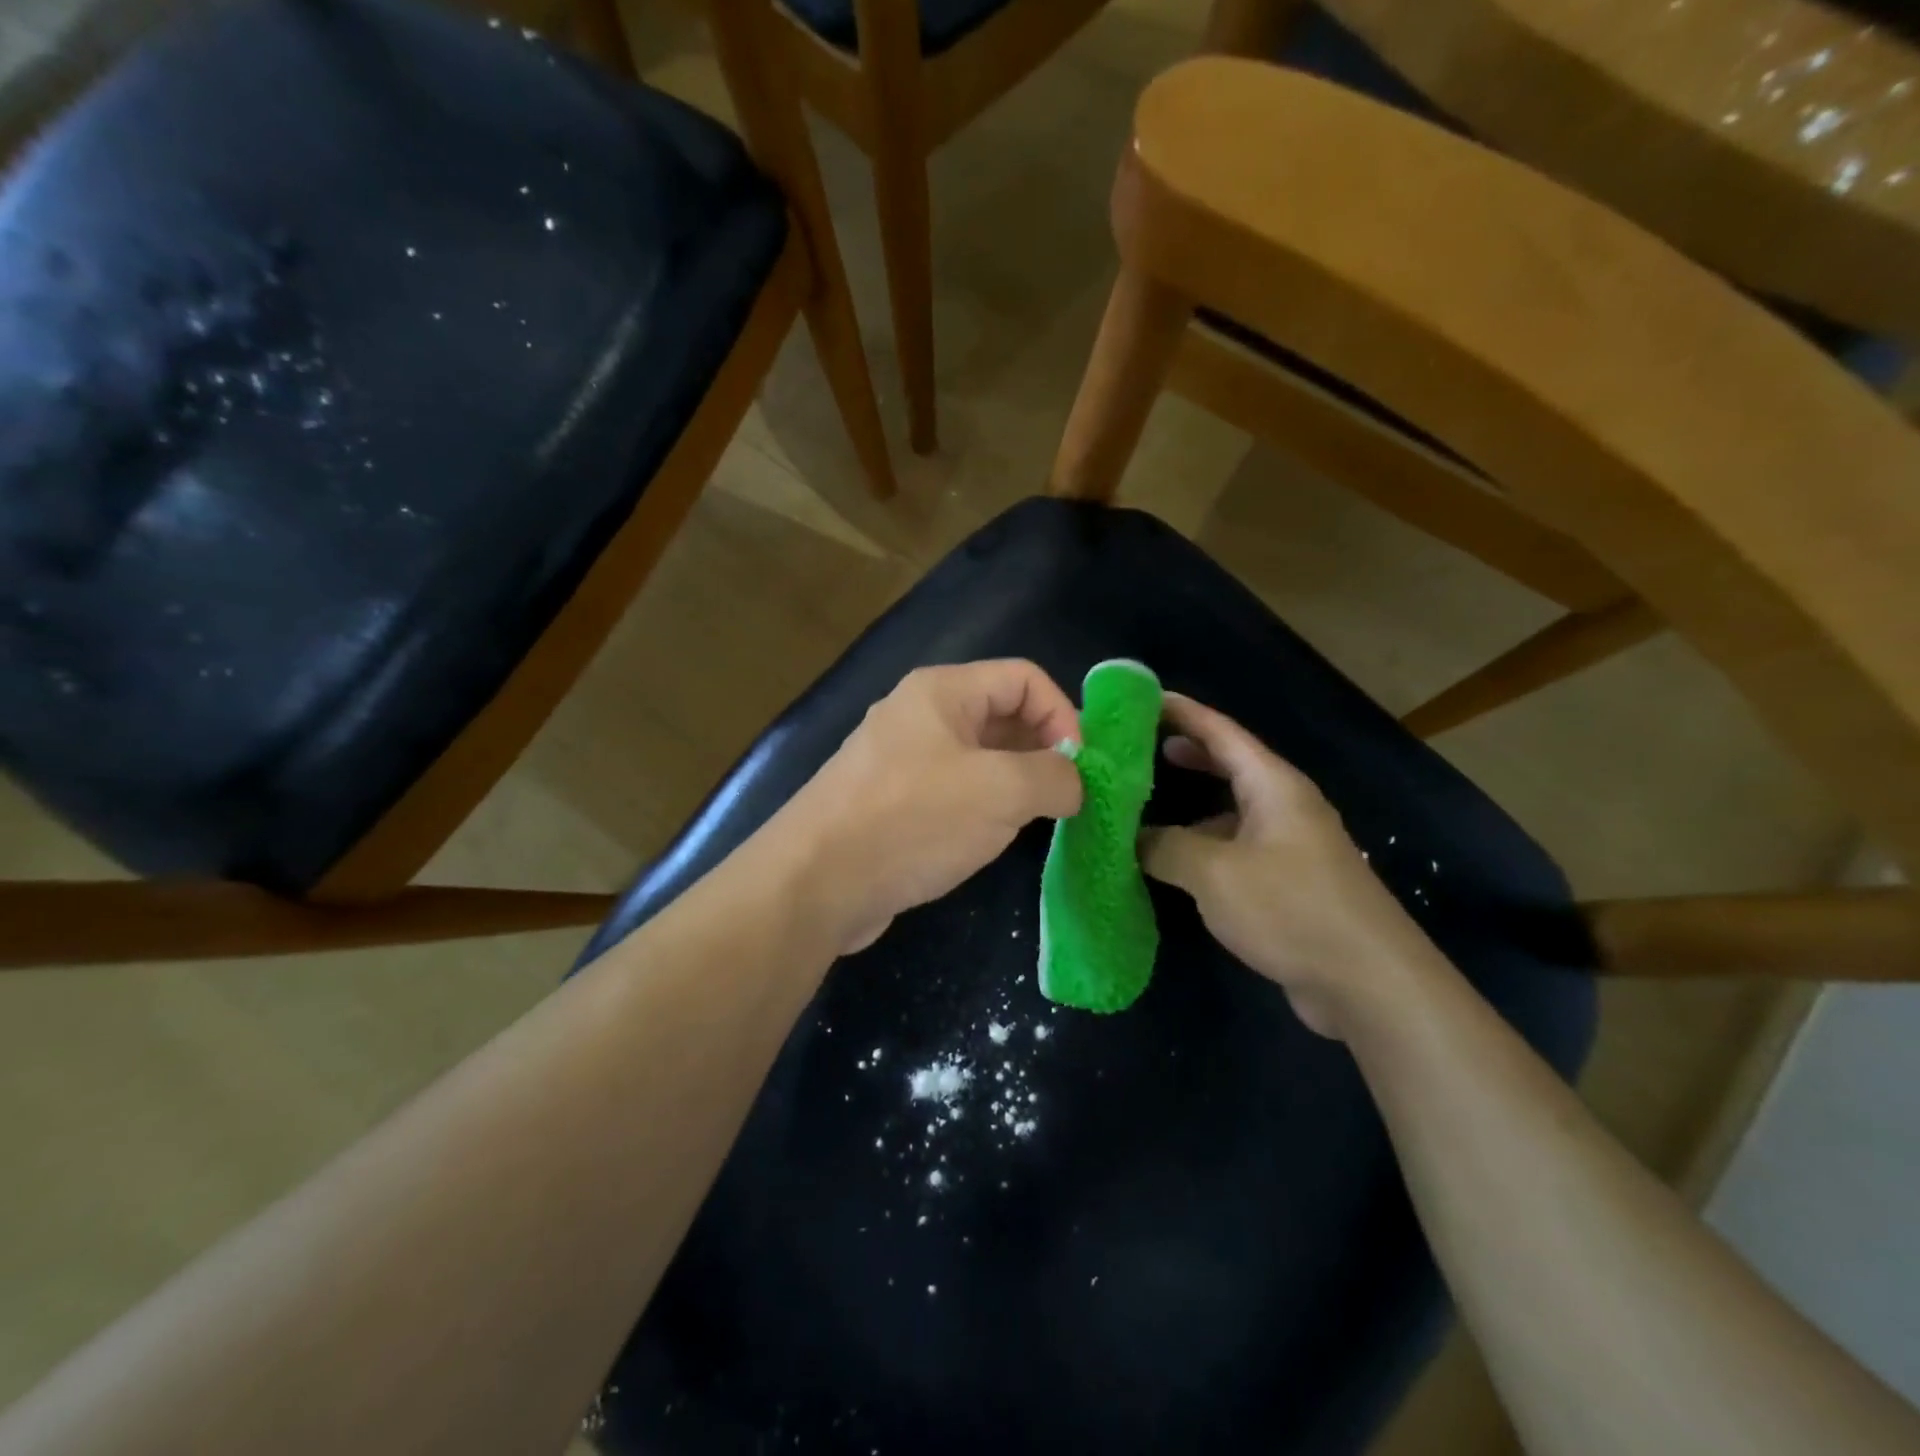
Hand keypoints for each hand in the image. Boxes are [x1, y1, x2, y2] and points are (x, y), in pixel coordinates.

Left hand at [773, 661, 1083, 954]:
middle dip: (1042, 750)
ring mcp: (900, 760)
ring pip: (978, 757)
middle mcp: (919, 715)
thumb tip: (1074, 783)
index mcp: (942, 691)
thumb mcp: (1001, 792)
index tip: (1081, 769)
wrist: (816, 882)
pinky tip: (991, 838)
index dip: (1063, 714)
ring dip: (1015, 782)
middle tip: (1068, 797)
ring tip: (1038, 819)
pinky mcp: (891, 802)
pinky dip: (982, 806)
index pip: (1024, 678)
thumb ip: (1055, 777)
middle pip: (1001, 714)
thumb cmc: (913, 820)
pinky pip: (952, 790)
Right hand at [1139, 694, 1433, 1037]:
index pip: (1222, 732)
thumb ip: (1166, 846)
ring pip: (1233, 811)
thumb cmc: (1290, 908)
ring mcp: (1291, 846)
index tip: (1143, 698)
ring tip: (1148, 809)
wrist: (1369, 983)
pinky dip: (1206, 846)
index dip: (1183, 712)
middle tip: (1142, 749)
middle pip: (1231, 765)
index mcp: (1273, 786)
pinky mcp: (1290, 884)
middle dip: (1188, 753)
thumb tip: (1134, 837)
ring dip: (1193, 807)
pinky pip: (1238, 849)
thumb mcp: (1213, 872)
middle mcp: (1286, 807)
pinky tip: (1179, 865)